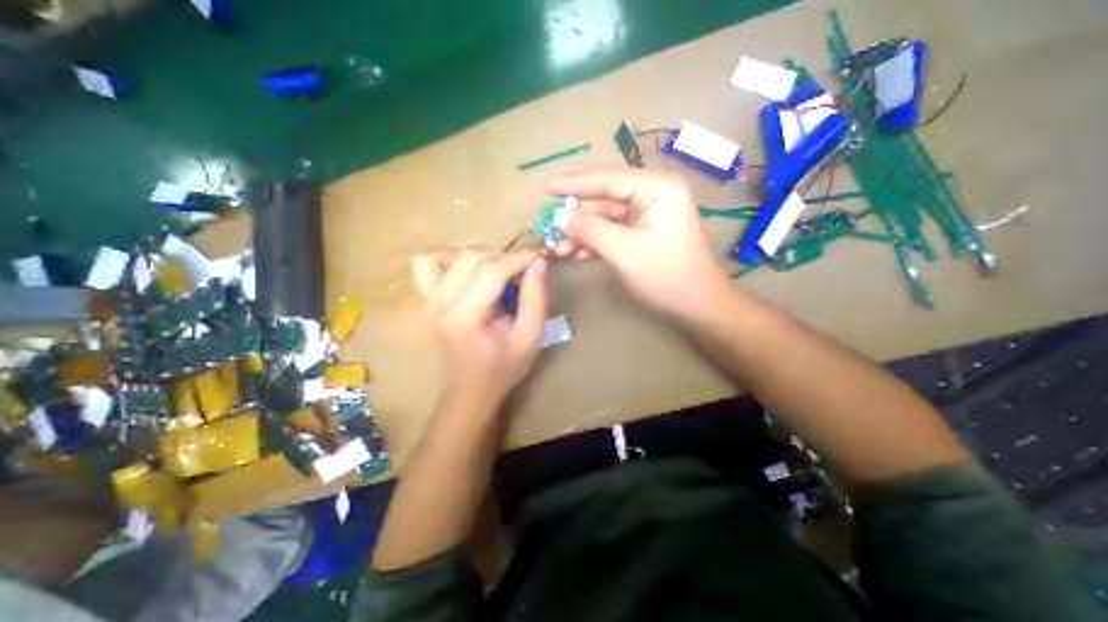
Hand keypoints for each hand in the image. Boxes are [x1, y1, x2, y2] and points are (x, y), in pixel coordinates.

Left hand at [411, 247, 548, 403]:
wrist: (471, 389)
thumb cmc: (504, 367)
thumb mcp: (530, 337)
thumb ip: (536, 299)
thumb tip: (538, 263)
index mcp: (465, 316)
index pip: (492, 272)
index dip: (518, 259)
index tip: (539, 256)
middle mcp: (441, 303)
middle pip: (472, 259)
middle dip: (503, 258)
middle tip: (522, 272)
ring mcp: (429, 300)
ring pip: (450, 256)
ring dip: (480, 257)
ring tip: (497, 272)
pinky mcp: (426, 299)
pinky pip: (426, 263)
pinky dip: (448, 259)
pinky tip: (467, 271)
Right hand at [547, 168, 733, 320]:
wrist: (697, 306)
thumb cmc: (666, 276)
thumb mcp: (624, 251)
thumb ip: (590, 229)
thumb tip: (558, 215)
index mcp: (656, 188)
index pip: (608, 179)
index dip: (575, 184)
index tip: (547, 188)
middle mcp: (652, 195)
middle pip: (604, 199)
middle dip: (576, 217)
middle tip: (548, 225)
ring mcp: (647, 216)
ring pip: (605, 219)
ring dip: (582, 233)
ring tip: (558, 249)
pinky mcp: (642, 234)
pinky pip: (612, 232)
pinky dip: (594, 242)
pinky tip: (577, 254)